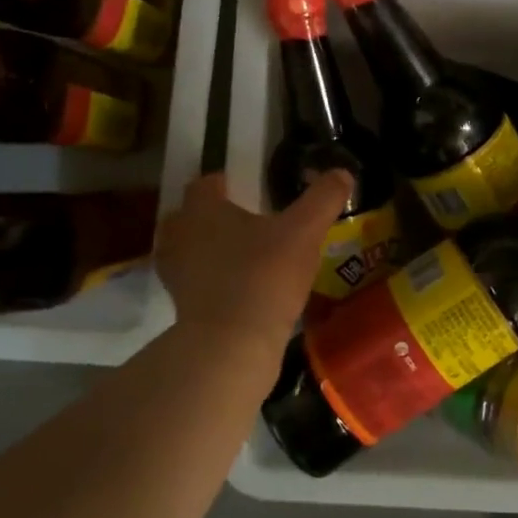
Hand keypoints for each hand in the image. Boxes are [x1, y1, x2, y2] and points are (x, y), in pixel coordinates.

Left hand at [155, 170, 353, 352]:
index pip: (205, 184)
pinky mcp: (180, 307)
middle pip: (187, 216)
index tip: (241, 187)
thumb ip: (323, 199)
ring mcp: (175, 274)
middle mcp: (180, 236)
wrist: (232, 345)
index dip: (221, 182)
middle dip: (209, 216)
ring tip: (238, 255)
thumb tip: (342, 173)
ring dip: (206, 249)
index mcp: (203, 210)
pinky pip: (193, 282)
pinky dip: (208, 281)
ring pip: (186, 250)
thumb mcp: (305, 231)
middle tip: (240, 221)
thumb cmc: (264, 276)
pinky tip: (236, 288)